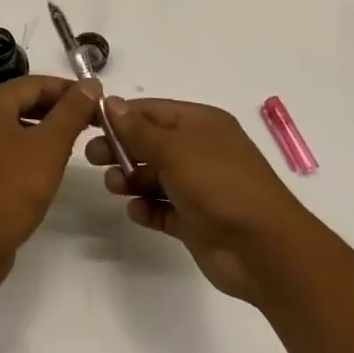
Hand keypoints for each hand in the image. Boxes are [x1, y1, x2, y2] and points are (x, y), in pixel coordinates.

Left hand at [0, 76, 97, 291]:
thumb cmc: (11, 188)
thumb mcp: (49, 146)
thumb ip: (72, 111)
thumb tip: (91, 83)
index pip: (36, 83)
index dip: (70, 90)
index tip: (100, 101)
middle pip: (23, 101)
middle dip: (59, 109)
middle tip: (93, 121)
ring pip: (15, 124)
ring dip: (45, 129)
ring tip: (76, 141)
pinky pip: (5, 145)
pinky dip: (29, 146)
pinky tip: (49, 163)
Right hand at [87, 98, 316, 304]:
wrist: (263, 249)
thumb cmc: (219, 184)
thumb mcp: (175, 149)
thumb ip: (139, 130)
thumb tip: (111, 103)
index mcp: (201, 124)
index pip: (153, 111)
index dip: (122, 115)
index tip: (90, 123)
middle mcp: (199, 151)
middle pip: (150, 143)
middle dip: (121, 148)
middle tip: (91, 158)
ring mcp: (198, 187)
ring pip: (154, 176)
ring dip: (131, 179)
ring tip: (114, 187)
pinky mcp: (195, 221)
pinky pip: (162, 209)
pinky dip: (147, 208)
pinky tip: (136, 212)